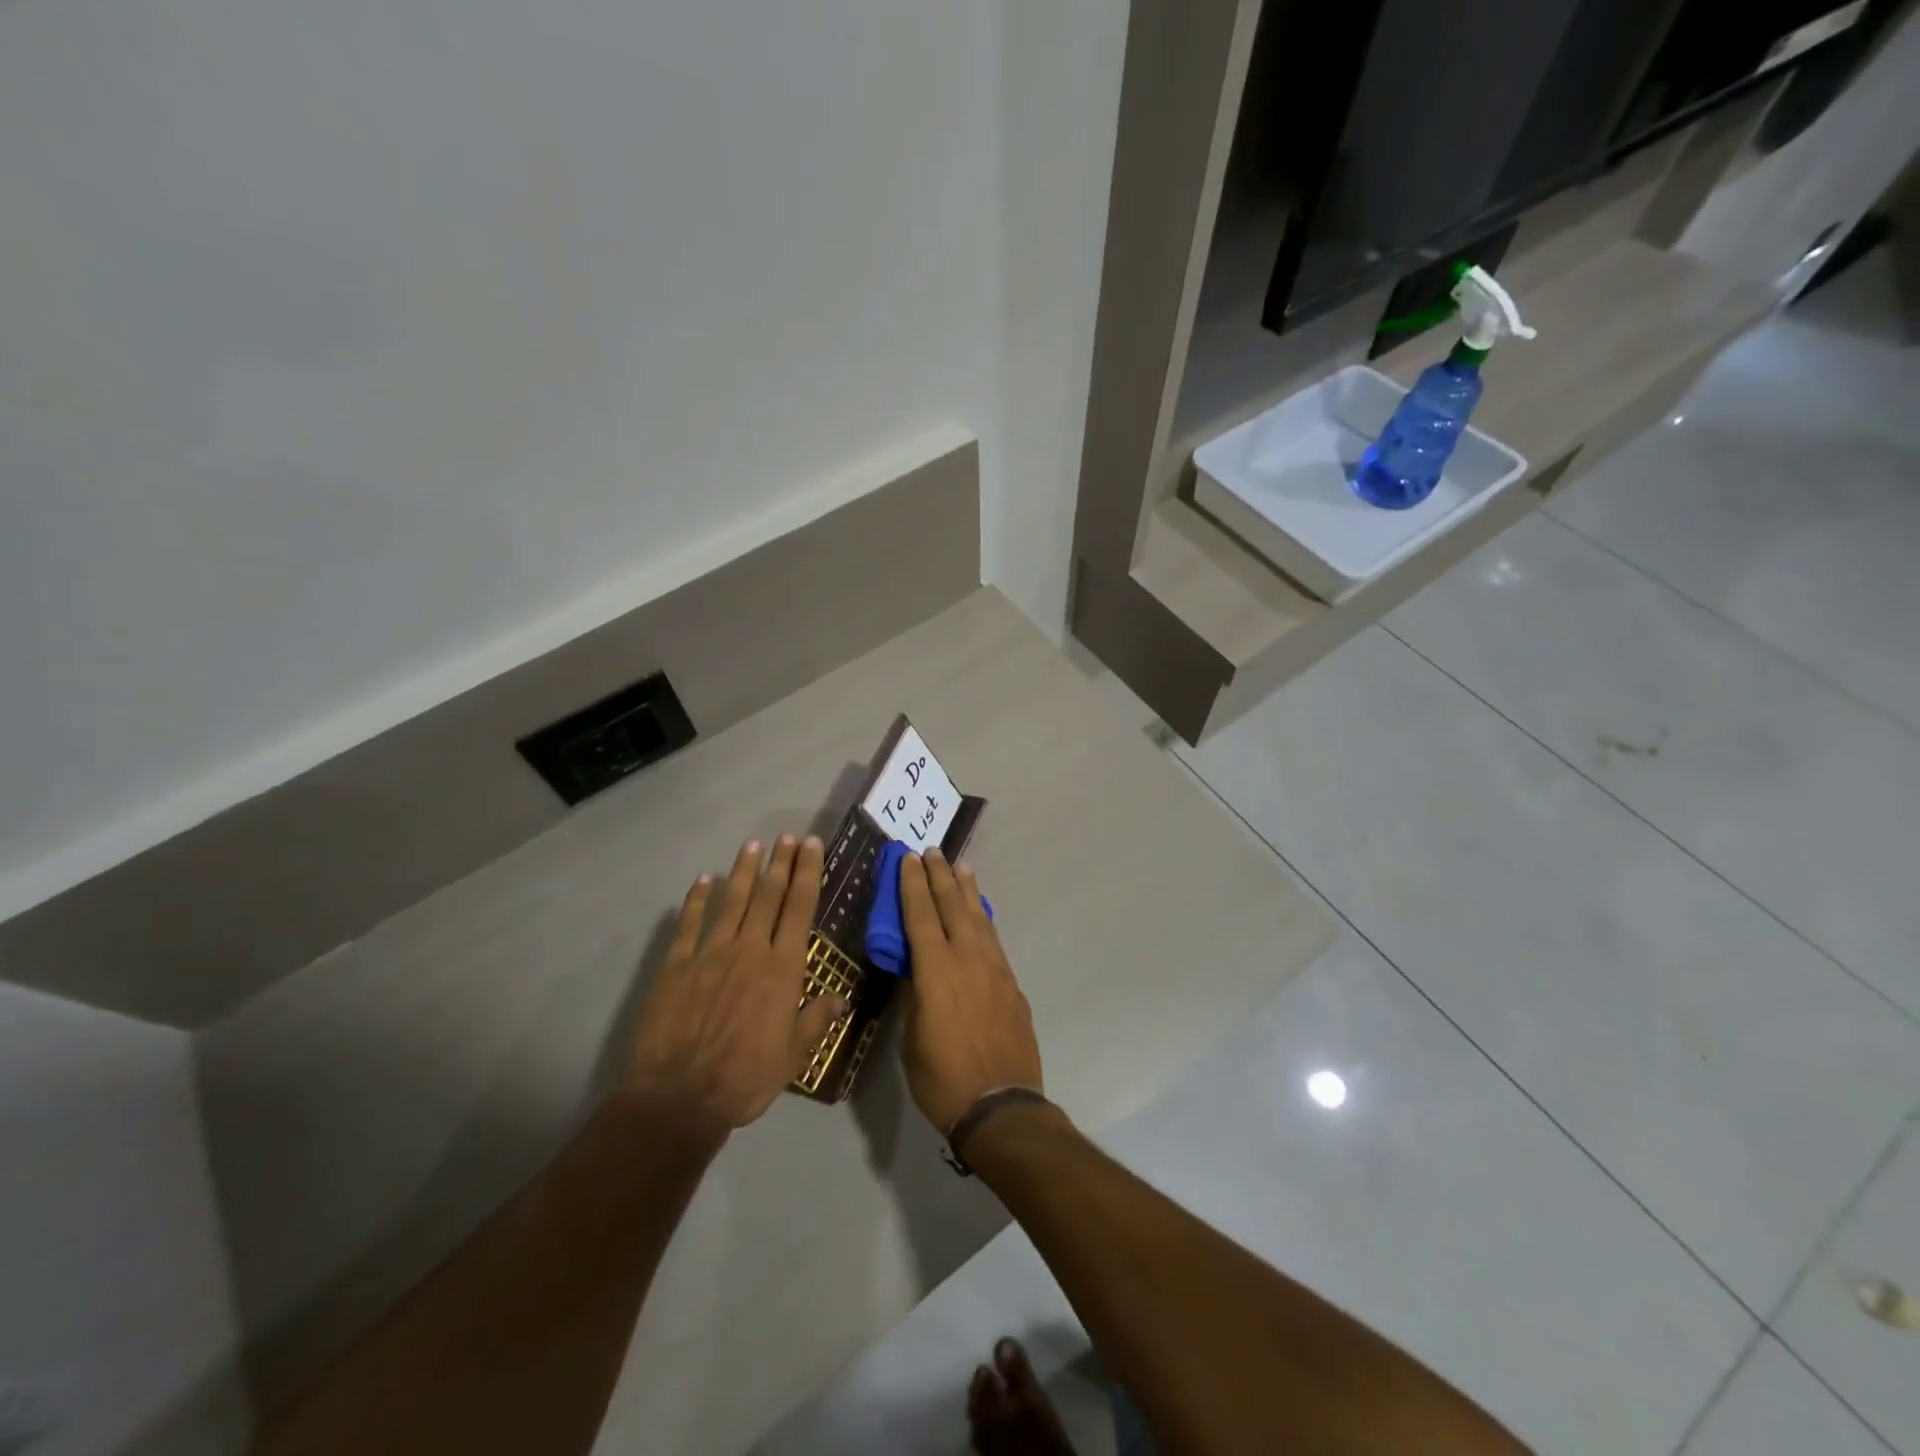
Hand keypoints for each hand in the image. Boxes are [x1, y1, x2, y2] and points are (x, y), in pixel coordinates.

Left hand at [628, 835, 842, 1134]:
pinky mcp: (677, 965)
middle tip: (787, 837)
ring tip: (753, 845)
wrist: (680, 1097)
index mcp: (782, 968)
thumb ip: (816, 1019)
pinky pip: (690, 924)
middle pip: (768, 896)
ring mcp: (710, 953)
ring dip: (744, 871)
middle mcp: (750, 949)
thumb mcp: (794, 1055)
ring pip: (732, 901)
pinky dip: (697, 899)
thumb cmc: (746, 1078)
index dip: (807, 873)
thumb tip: (841, 996)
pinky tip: (704, 880)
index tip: (811, 846)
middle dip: (780, 863)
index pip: (799, 908)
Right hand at [898, 849, 1043, 1133]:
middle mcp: (967, 960)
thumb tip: (917, 973)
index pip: (920, 916)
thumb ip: (915, 997)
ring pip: (979, 918)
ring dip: (967, 891)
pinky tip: (981, 913)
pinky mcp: (1012, 984)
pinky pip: (994, 940)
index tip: (907, 859)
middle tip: (931, 851)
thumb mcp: (911, 1039)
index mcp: (935, 971)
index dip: (912, 885)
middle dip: (939, 876)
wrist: (1001, 1106)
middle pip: (952, 907)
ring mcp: (995, 970)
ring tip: (960, 867)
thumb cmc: (942, 1079)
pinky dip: (984, 919)